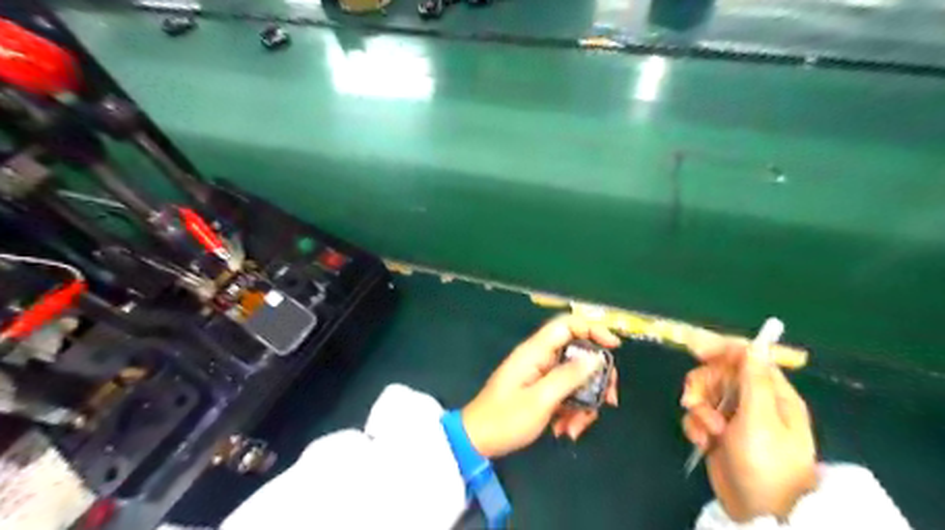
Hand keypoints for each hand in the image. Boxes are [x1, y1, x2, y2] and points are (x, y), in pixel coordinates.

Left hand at [464, 316, 625, 459]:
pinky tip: (565, 431)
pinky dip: (571, 411)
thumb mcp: (541, 399)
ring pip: (576, 379)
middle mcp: (540, 358)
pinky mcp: (541, 390)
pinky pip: (566, 393)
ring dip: (583, 403)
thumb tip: (596, 357)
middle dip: (596, 379)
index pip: (567, 325)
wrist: (478, 440)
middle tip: (608, 401)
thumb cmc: (506, 419)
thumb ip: (569, 376)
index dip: (593, 329)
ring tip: (574, 429)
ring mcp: (541, 375)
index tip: (614, 348)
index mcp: (536, 351)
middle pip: (579, 354)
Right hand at [680, 336, 820, 520]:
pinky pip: (697, 415)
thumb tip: (755, 344)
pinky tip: (701, 441)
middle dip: (702, 385)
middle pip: (717, 373)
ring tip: (706, 430)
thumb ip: (753, 380)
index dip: (720, 349)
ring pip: (703, 393)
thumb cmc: (766, 463)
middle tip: (694, 401)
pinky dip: (694, 425)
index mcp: (772, 393)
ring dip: (697, 408)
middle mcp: (753, 400)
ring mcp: (734, 416)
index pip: (746, 357)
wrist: (758, 512)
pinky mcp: (717, 432)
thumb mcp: (760, 419)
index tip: (695, 349)